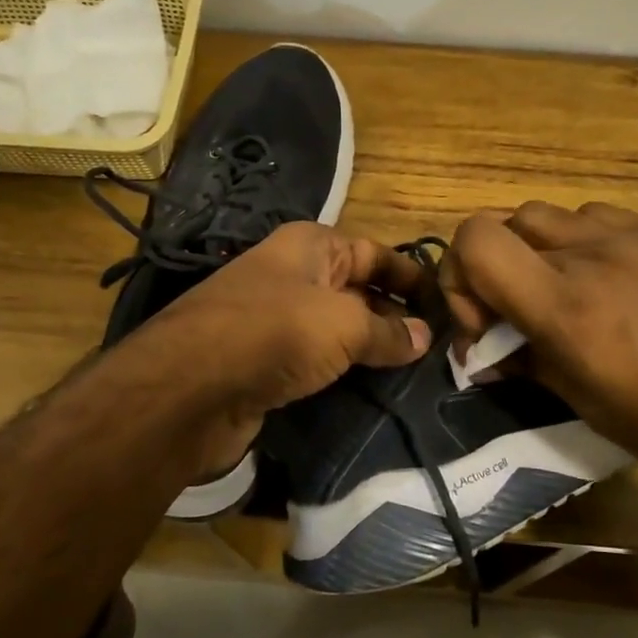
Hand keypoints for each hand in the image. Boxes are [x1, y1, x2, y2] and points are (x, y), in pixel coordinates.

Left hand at [130, 221, 430, 455]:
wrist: (190, 388)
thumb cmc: (275, 333)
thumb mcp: (343, 324)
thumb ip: (388, 331)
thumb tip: (425, 337)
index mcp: (311, 246)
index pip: (375, 253)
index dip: (411, 277)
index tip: (447, 306)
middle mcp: (294, 274)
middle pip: (358, 290)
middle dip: (396, 316)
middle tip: (440, 348)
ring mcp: (276, 319)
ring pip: (338, 328)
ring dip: (371, 348)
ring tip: (417, 373)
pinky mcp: (266, 361)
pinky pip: (317, 360)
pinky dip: (343, 371)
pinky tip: (372, 390)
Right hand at [439, 202, 637, 521]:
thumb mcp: (587, 405)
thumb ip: (524, 364)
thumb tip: (485, 355)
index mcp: (566, 304)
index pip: (474, 240)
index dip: (458, 276)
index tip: (483, 324)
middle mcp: (592, 254)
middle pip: (504, 221)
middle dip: (492, 266)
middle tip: (514, 313)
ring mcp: (633, 235)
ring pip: (549, 215)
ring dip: (536, 250)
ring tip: (562, 296)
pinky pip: (597, 219)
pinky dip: (580, 243)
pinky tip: (608, 283)